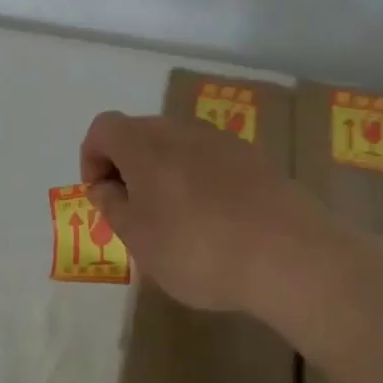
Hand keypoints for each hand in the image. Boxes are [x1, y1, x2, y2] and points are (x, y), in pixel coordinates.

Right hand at [80, 111, 330, 314]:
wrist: (291, 254)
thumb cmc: (199, 250)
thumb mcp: (140, 239)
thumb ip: (113, 206)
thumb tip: (103, 185)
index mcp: (146, 145)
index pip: (104, 127)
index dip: (92, 157)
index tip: (103, 196)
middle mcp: (182, 130)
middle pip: (140, 132)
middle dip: (127, 165)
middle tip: (134, 211)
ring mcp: (222, 140)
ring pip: (177, 144)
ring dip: (165, 172)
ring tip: (176, 220)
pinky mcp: (255, 157)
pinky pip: (211, 158)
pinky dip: (199, 179)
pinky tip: (216, 220)